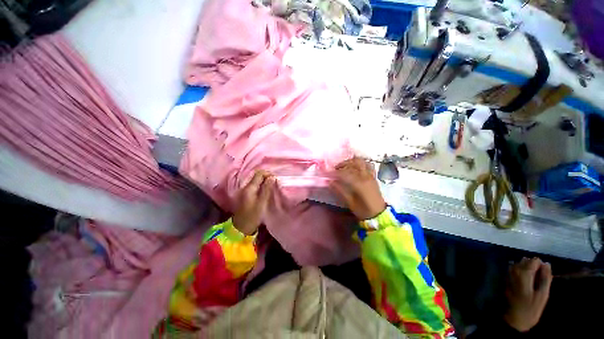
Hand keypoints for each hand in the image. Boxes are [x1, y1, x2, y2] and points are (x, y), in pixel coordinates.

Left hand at [232, 170, 275, 234]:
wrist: (240, 228)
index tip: (275, 178)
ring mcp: (244, 190)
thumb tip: (272, 177)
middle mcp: (245, 187)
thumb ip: (267, 189)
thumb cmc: (252, 216)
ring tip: (271, 185)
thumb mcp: (262, 203)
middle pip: (256, 176)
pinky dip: (260, 185)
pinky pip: (254, 185)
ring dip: (264, 180)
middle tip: (274, 181)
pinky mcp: (245, 194)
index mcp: (249, 188)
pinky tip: (265, 190)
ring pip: (255, 180)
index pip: (259, 174)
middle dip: (266, 176)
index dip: (268, 173)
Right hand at [330, 157, 386, 219]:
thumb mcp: (349, 202)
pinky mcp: (373, 177)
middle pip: (354, 162)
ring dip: (352, 161)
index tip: (328, 173)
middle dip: (344, 163)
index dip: (335, 172)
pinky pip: (368, 165)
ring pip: (362, 162)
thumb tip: (329, 182)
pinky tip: (356, 167)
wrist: (379, 214)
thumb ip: (340, 190)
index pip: (344, 173)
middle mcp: (365, 176)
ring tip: (345, 166)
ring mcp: (370, 175)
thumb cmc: (363, 210)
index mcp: (359, 183)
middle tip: (336, 168)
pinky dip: (361, 164)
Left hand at [504, 257, 552, 331]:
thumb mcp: (542, 295)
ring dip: (527, 269)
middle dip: (534, 267)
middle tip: (539, 281)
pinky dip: (521, 272)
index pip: (534, 260)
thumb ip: (545, 278)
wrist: (512, 319)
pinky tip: (525, 283)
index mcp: (523, 273)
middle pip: (526, 261)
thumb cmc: (530, 309)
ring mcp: (507, 274)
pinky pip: (515, 269)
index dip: (542, 266)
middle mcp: (513, 270)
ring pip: (520, 264)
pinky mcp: (505, 278)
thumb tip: (547, 264)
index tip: (545, 276)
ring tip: (533, 282)